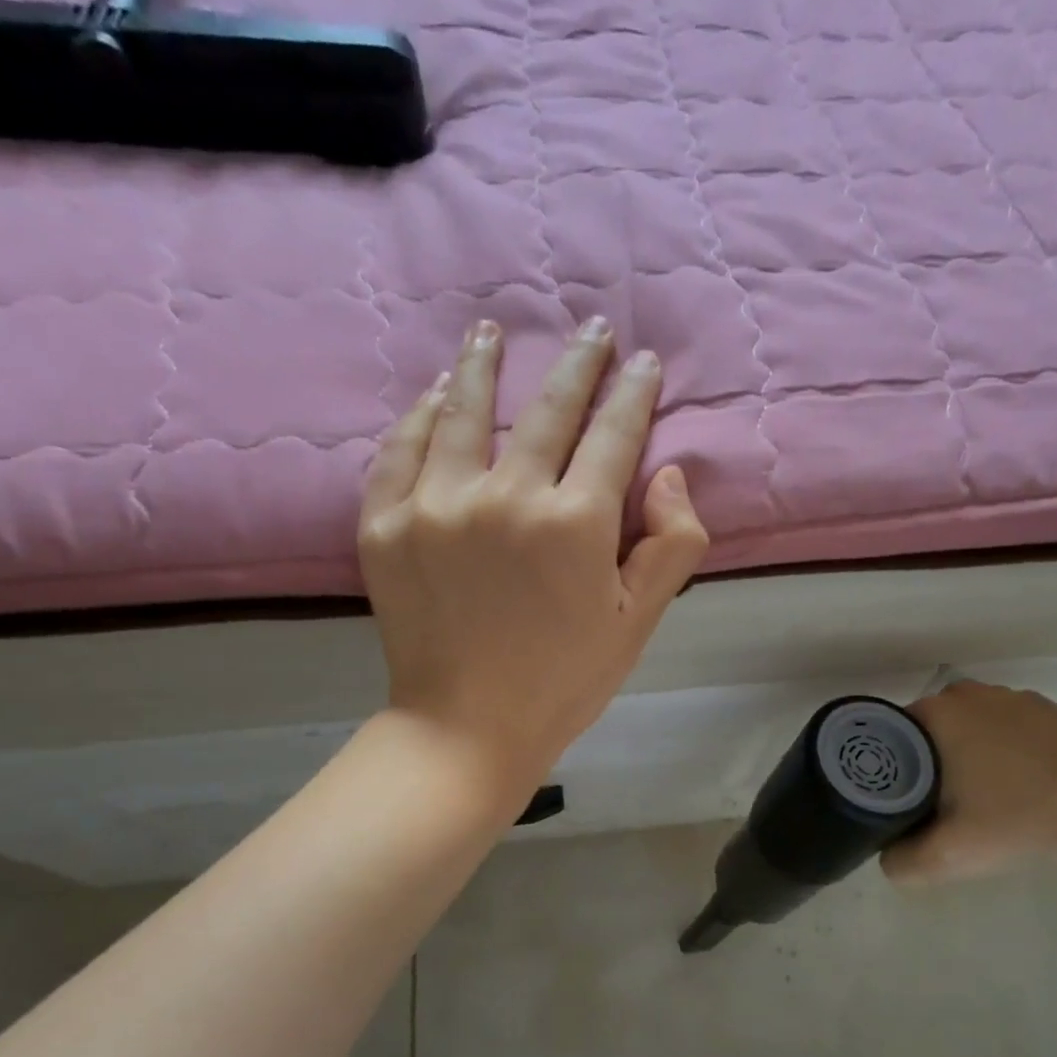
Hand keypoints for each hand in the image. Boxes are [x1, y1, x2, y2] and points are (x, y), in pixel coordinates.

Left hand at [359, 316, 709, 804]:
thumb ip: (672, 544)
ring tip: (493, 330)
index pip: (613, 434)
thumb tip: (669, 473)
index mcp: (575, 522)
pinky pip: (401, 450)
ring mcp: (437, 505)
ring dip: (486, 365)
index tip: (643, 361)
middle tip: (592, 328)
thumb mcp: (640, 620)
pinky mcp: (385, 524)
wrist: (467, 728)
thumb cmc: (565, 679)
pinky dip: (422, 415)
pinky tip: (437, 394)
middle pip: (547, 410)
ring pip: (465, 412)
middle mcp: (506, 496)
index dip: (633, 393)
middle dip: (578, 363)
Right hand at [882, 683, 1056, 885]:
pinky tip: (1020, 787)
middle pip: (928, 731)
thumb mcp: (951, 854)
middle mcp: (967, 693)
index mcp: (936, 713)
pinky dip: (1002, 752)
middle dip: (927, 763)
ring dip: (965, 756)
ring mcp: (1010, 697)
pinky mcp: (1046, 710)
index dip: (890, 768)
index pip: (891, 735)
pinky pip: (1004, 728)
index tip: (900, 801)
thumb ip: (904, 861)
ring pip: (967, 728)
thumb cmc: (1022, 817)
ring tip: (980, 800)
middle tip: (937, 807)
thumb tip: (888, 857)